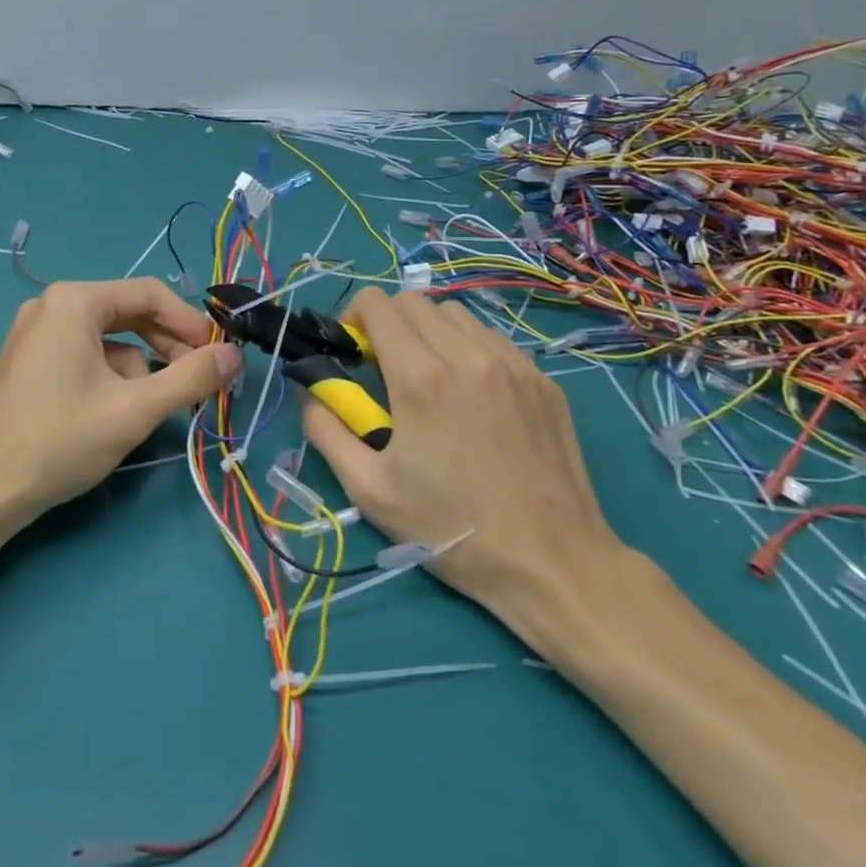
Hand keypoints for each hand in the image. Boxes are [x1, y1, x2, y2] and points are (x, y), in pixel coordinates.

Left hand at [0, 278, 243, 523]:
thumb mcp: (134, 410)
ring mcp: (35, 333)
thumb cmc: (59, 442)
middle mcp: (52, 304)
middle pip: (129, 314)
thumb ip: (191, 379)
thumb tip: (235, 355)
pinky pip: (84, 355)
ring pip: (109, 340)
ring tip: (149, 410)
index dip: (191, 324)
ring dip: (138, 370)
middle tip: (197, 383)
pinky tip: (112, 414)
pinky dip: (109, 378)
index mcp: (74, 300)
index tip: (219, 357)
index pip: (150, 294)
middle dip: (167, 348)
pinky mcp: (28, 361)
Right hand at [300, 288, 637, 659]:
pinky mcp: (543, 381)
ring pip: (455, 314)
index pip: (378, 305)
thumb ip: (326, 430)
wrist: (554, 565)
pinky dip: (469, 348)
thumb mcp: (369, 490)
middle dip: (388, 323)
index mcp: (421, 378)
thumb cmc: (452, 529)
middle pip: (414, 301)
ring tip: (430, 379)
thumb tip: (311, 391)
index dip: (354, 317)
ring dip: (429, 332)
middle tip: (385, 369)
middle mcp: (468, 356)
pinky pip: (493, 339)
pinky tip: (472, 395)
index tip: (353, 352)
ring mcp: (514, 365)